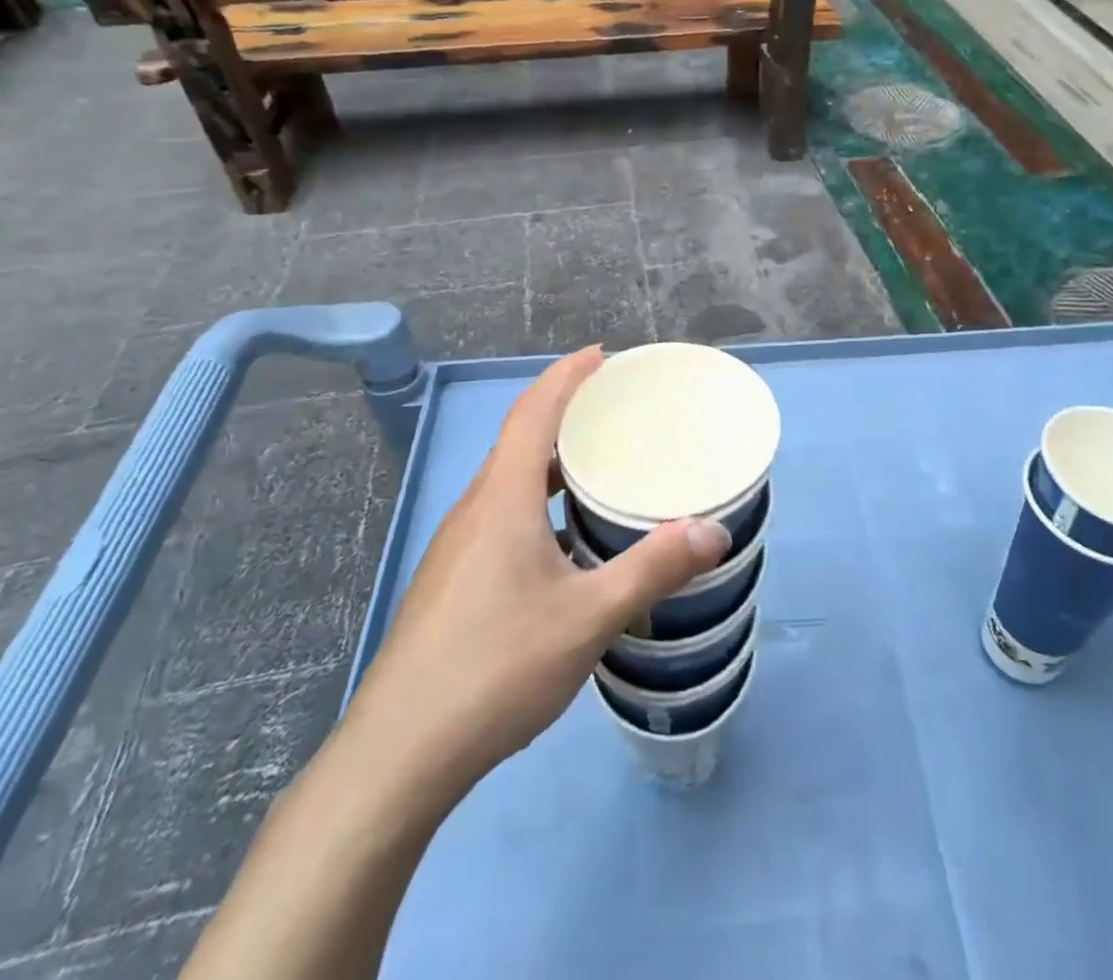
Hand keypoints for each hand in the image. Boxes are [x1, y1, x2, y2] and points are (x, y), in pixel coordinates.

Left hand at [333, 346, 731, 817]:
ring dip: (552, 464)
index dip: (566, 376)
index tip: (602, 355)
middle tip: (617, 411)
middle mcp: (475, 511)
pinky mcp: (452, 583)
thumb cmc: (495, 668)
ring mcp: (457, 550)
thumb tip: (714, 531)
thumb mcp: (588, 617)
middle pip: (520, 442)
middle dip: (566, 414)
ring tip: (601, 469)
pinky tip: (568, 546)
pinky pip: (502, 518)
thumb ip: (652, 569)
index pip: (532, 413)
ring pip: (510, 484)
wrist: (398, 756)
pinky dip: (540, 506)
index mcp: (502, 500)